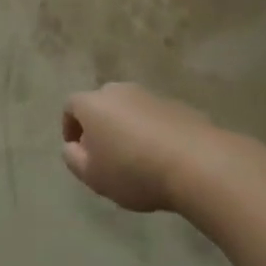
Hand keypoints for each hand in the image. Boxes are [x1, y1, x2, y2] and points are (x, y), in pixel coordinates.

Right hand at [62, 83, 219, 212]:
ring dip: (126, 128)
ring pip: (129, 109)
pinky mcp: (177, 105)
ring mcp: (150, 95)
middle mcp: (118, 91)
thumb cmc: (133, 170)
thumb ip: (73, 158)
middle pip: (101, 104)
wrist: (196, 162)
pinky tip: (161, 156)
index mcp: (93, 103)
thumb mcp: (92, 175)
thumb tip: (72, 146)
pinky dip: (152, 131)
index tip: (77, 150)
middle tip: (105, 155)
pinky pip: (154, 117)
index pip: (71, 106)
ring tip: (136, 158)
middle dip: (99, 126)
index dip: (69, 127)